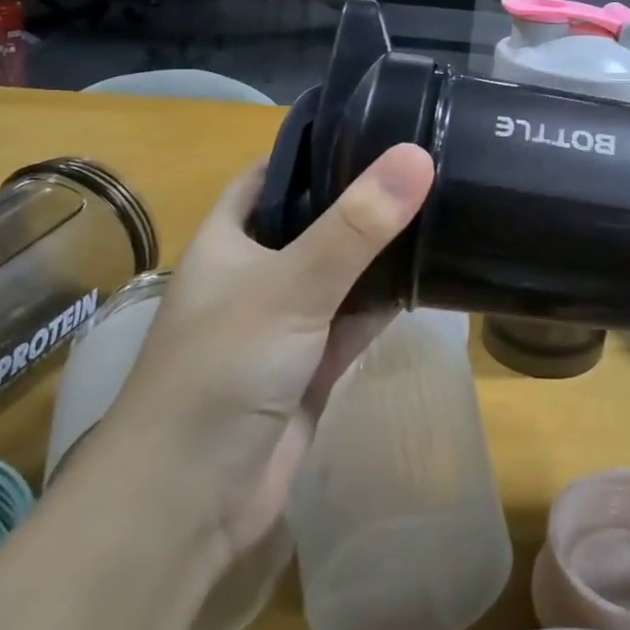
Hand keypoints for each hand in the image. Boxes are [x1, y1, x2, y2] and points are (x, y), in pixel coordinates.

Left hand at [99, 143, 433, 559]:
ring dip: (380, 251)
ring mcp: (285, 322)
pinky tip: (429, 275)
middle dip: (363, 198)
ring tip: (441, 206)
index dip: (317, 147)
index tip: (378, 123)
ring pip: (341, 272)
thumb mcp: (290, 286)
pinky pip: (355, 320)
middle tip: (427, 162)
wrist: (189, 505)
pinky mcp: (311, 366)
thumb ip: (356, 225)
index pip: (273, 173)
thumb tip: (417, 155)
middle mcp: (256, 273)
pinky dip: (385, 301)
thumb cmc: (222, 372)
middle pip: (315, 220)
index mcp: (229, 239)